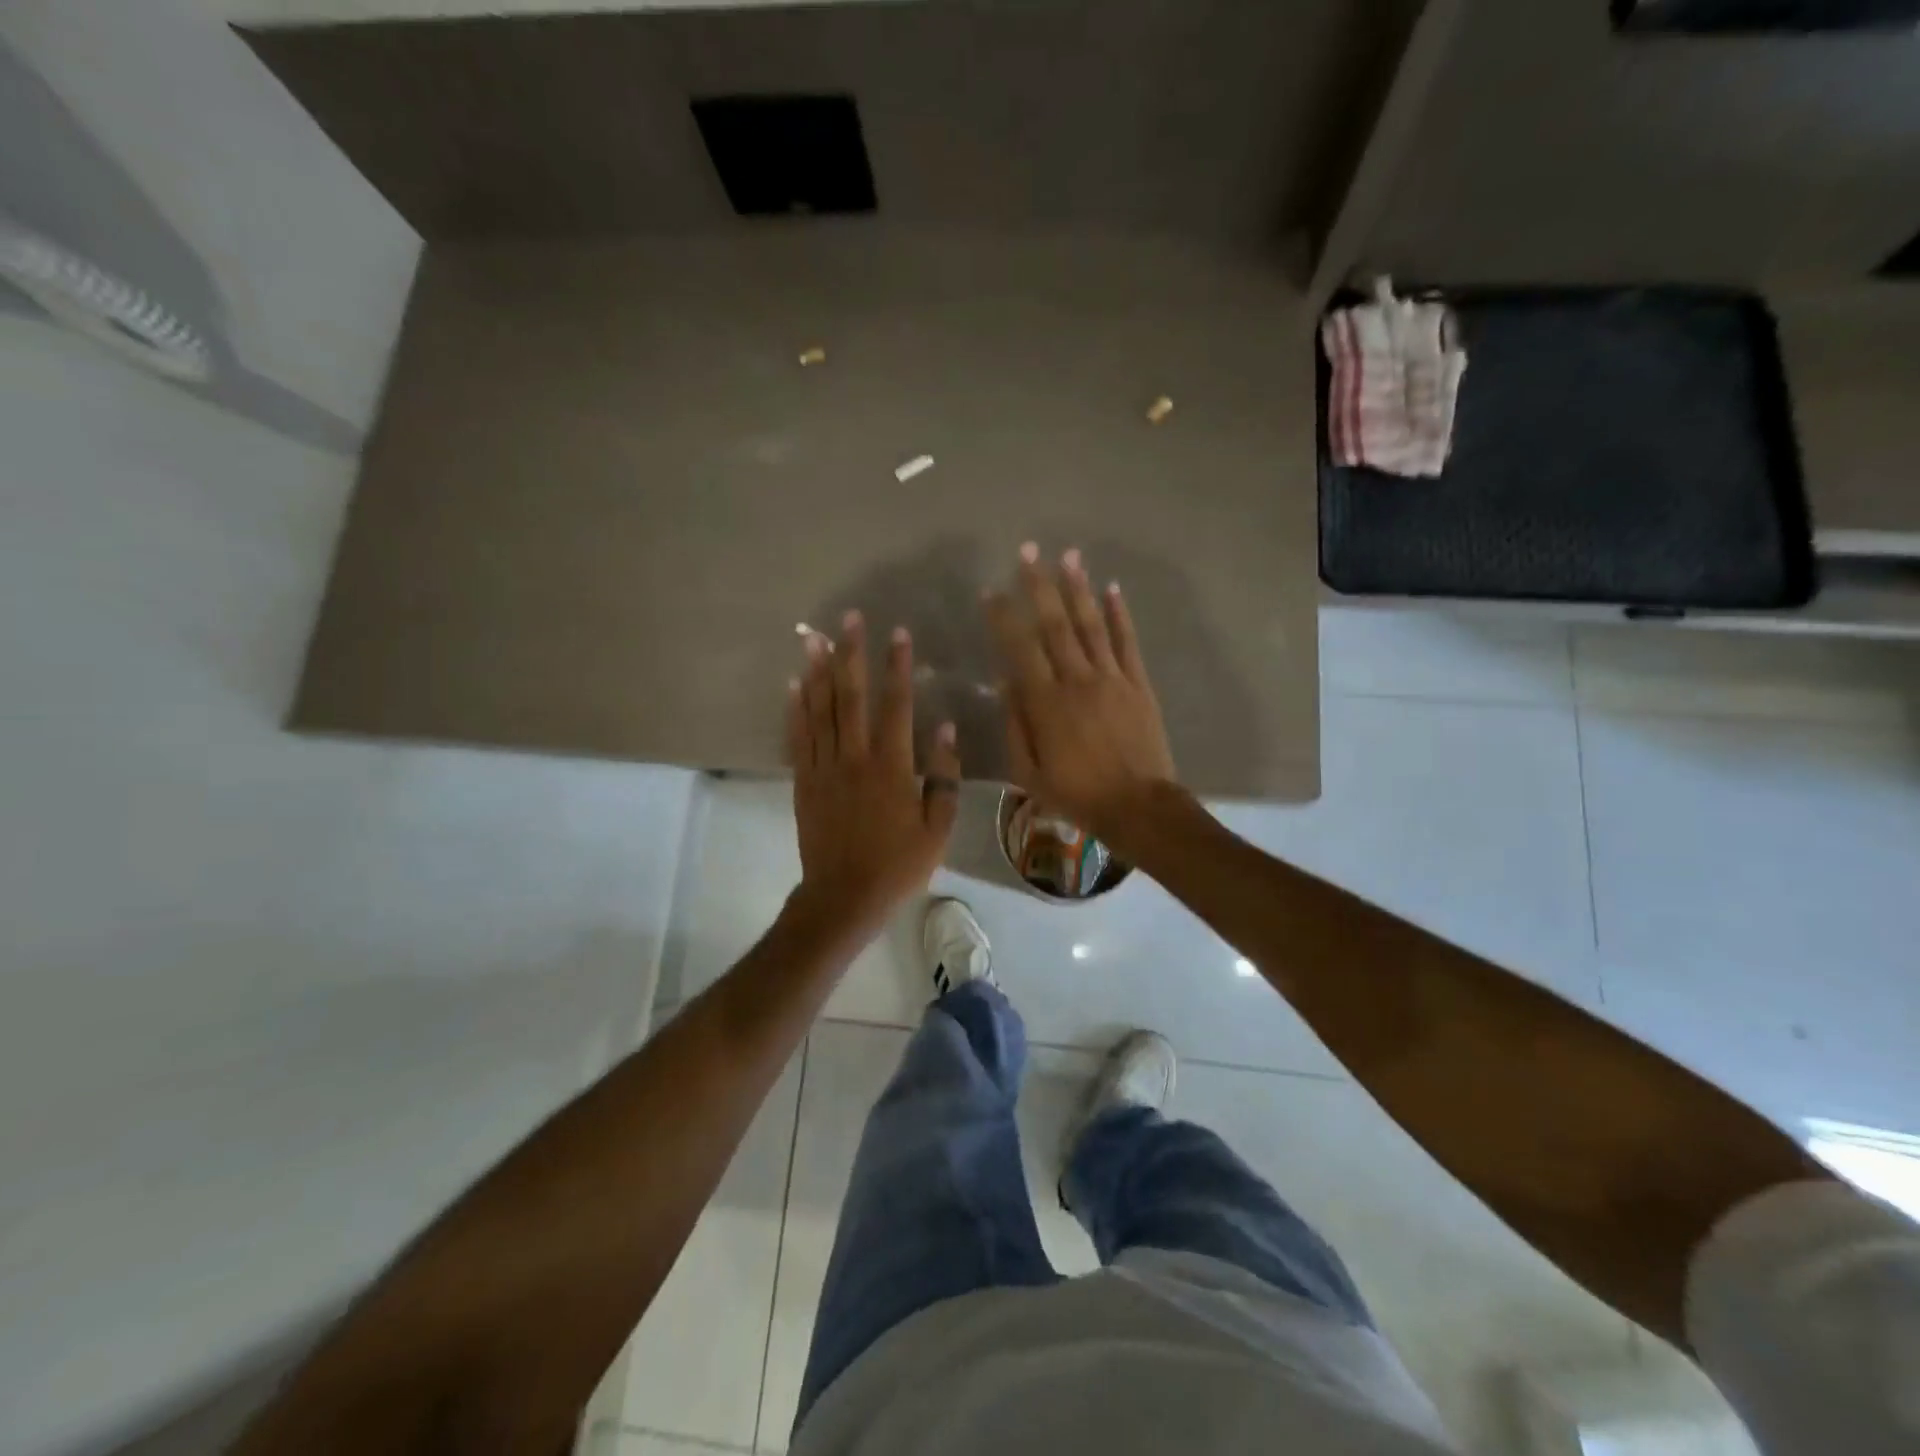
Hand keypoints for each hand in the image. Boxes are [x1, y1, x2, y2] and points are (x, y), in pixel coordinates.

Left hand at [788, 610, 960, 940]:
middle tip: (848, 618)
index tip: (898, 633)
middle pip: (851, 696)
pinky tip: (793, 684)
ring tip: (813, 638)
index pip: (896, 705)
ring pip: (820, 710)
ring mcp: (825, 768)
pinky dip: (795, 708)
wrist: (844, 896)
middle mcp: (855, 758)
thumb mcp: (937, 828)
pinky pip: (798, 737)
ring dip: (818, 671)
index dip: (897, 667)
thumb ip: (944, 777)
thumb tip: (945, 728)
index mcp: (892, 767)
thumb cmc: (898, 865)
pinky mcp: (804, 781)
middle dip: (851, 654)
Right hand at [984, 544, 1178, 844]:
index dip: (1004, 618)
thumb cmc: (1077, 794)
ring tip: (1067, 556)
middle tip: (1028, 551)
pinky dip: (1119, 614)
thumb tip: (1007, 684)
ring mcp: (1112, 679)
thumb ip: (1016, 726)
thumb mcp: (1029, 772)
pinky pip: (1127, 642)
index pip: (1020, 649)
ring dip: (1078, 588)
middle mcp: (1078, 680)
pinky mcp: (1138, 684)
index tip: (991, 591)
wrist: (1138, 806)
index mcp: (1046, 703)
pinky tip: (1111, 589)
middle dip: (1039, 586)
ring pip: (1091, 625)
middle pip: (1055, 624)